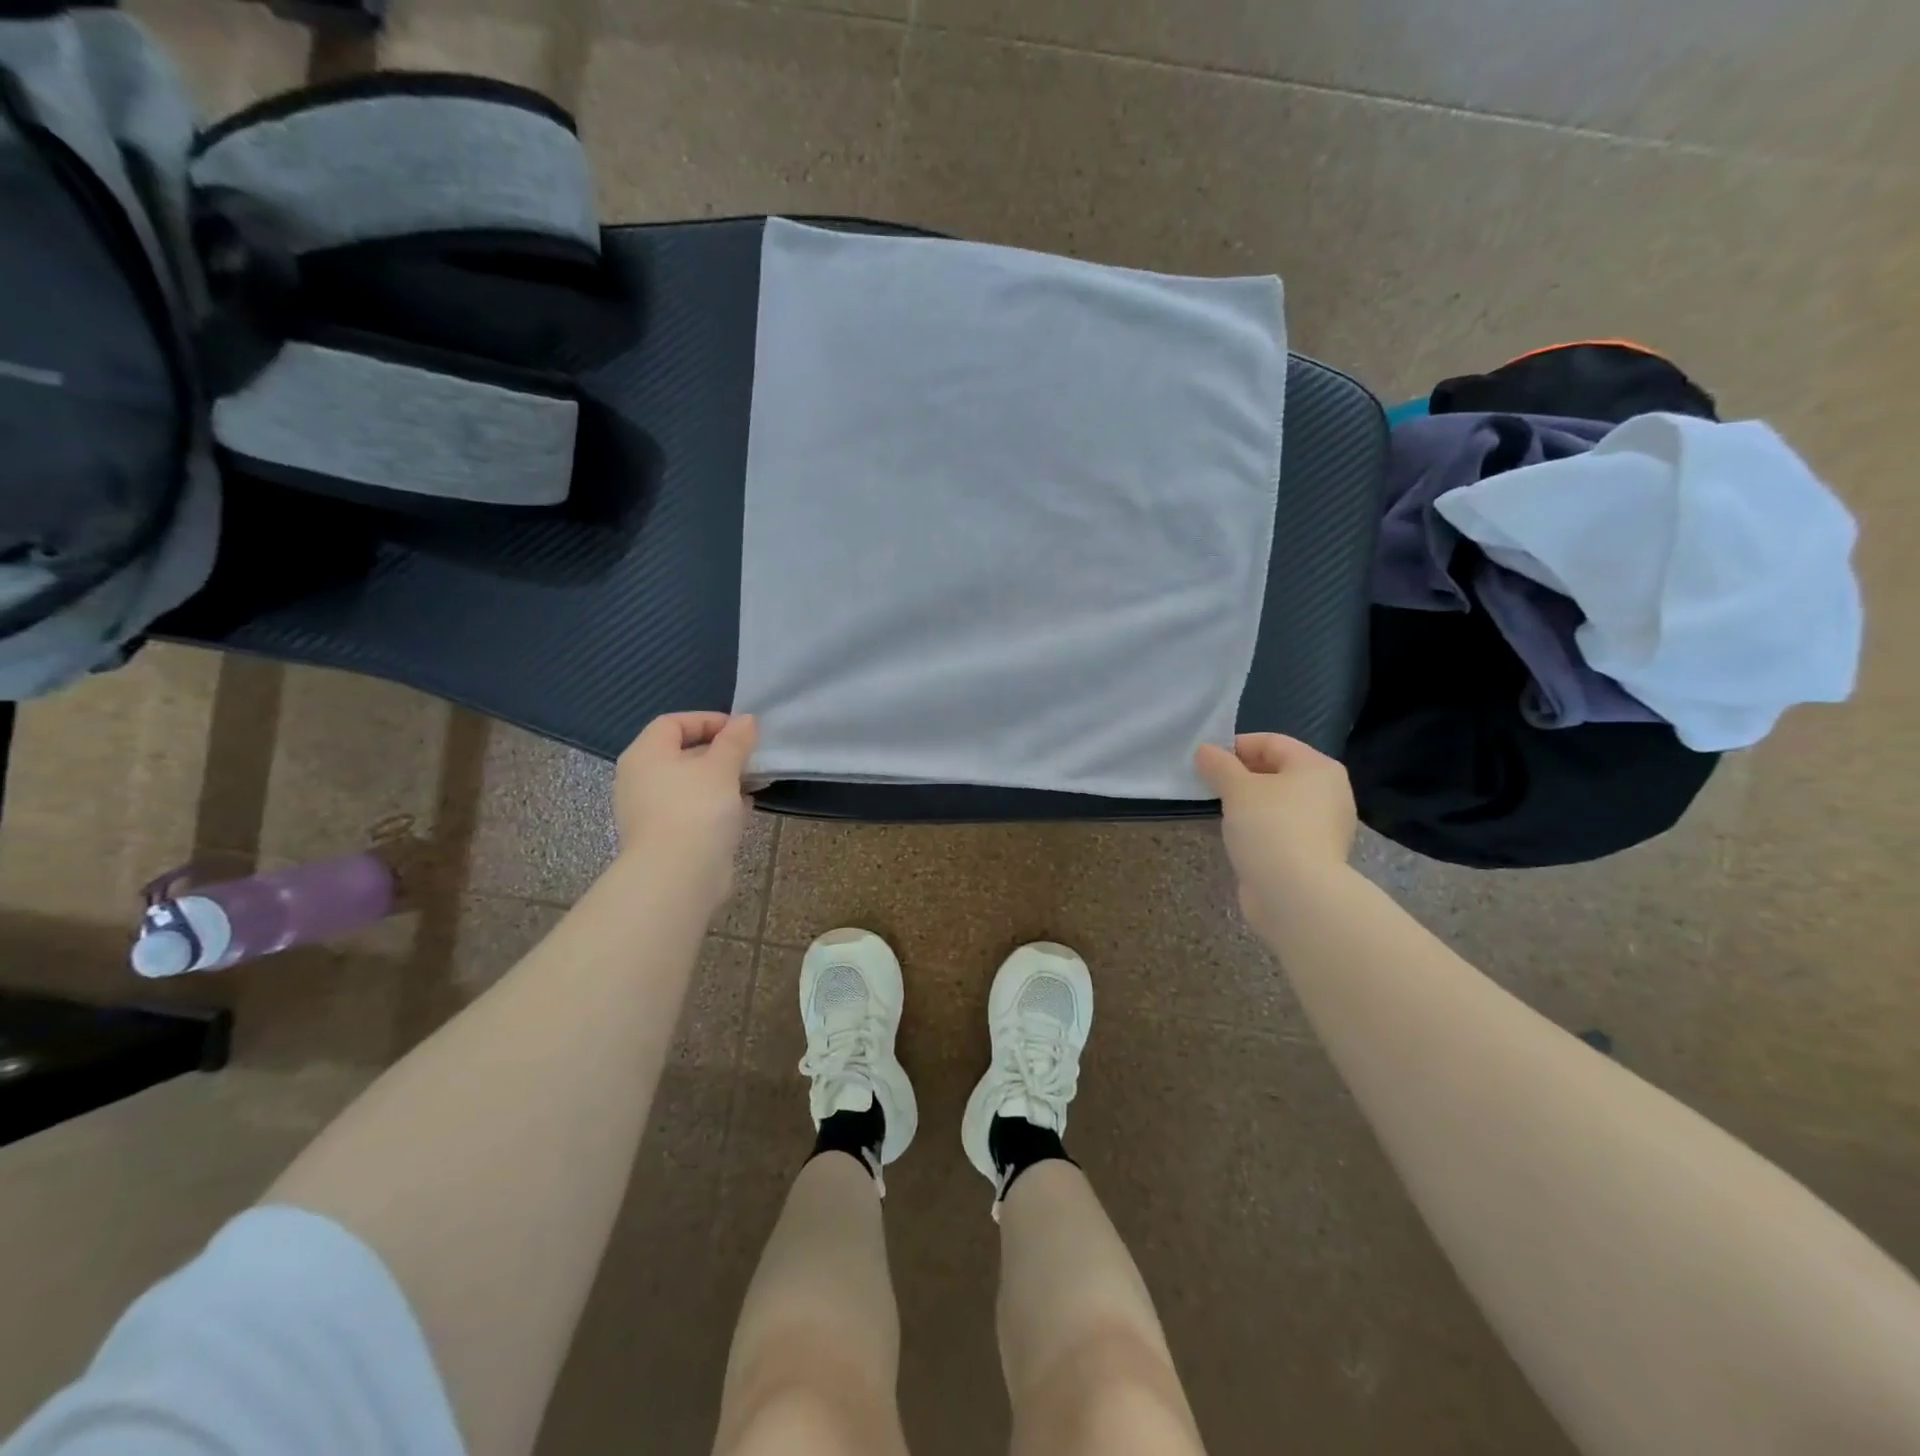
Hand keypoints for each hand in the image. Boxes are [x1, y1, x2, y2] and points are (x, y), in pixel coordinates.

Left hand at [614, 712, 757, 909]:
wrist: (678, 876)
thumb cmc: (696, 809)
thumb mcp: (722, 767)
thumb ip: (735, 740)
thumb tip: (746, 720)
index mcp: (645, 755)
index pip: (672, 723)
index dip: (707, 720)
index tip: (741, 730)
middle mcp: (640, 780)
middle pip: (681, 754)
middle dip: (719, 752)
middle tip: (750, 756)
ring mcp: (650, 812)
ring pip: (690, 785)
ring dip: (721, 781)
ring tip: (752, 783)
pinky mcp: (665, 838)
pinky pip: (693, 811)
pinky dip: (716, 807)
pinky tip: (743, 811)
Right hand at [1195, 734, 1356, 930]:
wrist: (1296, 895)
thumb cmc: (1270, 828)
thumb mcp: (1237, 789)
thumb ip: (1219, 765)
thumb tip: (1205, 751)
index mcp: (1317, 767)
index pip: (1272, 742)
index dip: (1236, 746)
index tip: (1206, 761)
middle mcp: (1329, 792)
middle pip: (1278, 771)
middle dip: (1242, 775)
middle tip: (1210, 784)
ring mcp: (1325, 826)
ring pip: (1279, 802)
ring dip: (1250, 803)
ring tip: (1221, 811)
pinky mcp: (1315, 854)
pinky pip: (1283, 828)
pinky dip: (1261, 827)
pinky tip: (1239, 837)